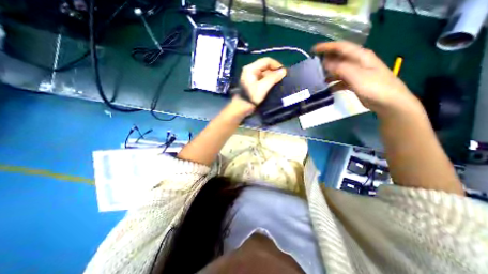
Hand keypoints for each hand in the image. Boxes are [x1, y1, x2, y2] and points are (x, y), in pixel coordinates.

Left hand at [239, 57, 285, 105]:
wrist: (242, 108)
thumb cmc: (251, 97)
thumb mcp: (263, 87)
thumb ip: (273, 78)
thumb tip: (283, 71)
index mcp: (251, 68)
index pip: (266, 61)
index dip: (276, 65)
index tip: (283, 72)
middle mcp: (251, 70)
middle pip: (265, 66)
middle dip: (274, 71)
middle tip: (282, 78)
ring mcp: (251, 77)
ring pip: (264, 73)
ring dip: (272, 77)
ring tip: (279, 82)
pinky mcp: (253, 83)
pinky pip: (262, 79)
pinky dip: (268, 81)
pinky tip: (273, 85)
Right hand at [312, 40, 423, 114]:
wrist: (389, 102)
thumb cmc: (375, 87)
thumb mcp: (357, 76)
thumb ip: (340, 68)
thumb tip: (325, 62)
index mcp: (360, 56)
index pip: (341, 47)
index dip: (327, 47)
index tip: (313, 50)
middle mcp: (358, 62)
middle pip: (339, 58)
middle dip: (326, 60)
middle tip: (312, 66)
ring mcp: (356, 73)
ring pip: (338, 70)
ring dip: (328, 73)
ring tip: (317, 78)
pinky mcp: (355, 83)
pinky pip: (340, 81)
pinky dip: (333, 84)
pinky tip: (327, 89)